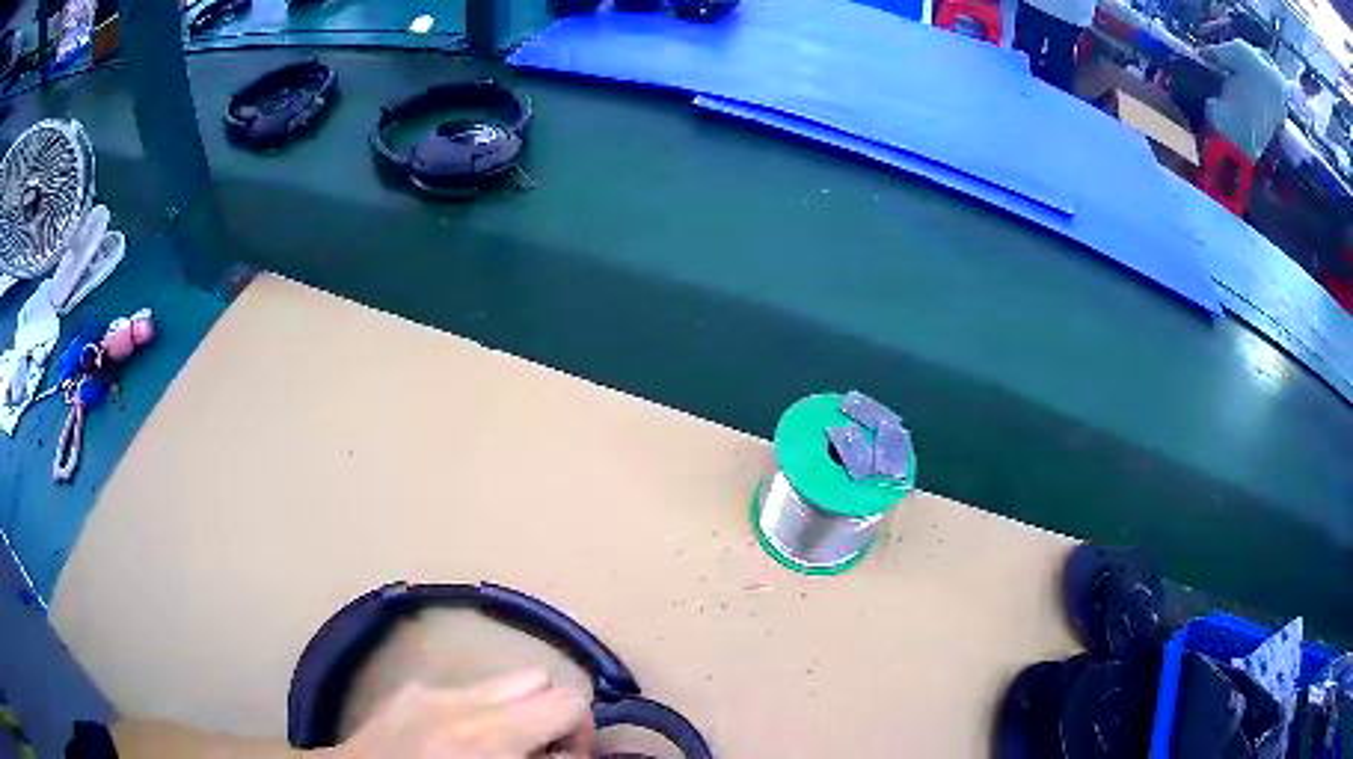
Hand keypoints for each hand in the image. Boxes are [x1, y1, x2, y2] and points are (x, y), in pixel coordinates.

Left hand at [329, 670, 593, 758]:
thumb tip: (569, 754)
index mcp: (490, 737)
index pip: (570, 702)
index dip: (583, 733)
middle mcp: (462, 703)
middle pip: (539, 680)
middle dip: (550, 716)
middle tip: (538, 752)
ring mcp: (430, 691)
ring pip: (501, 680)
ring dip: (515, 710)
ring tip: (499, 745)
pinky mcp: (408, 692)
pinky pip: (462, 690)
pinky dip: (476, 711)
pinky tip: (456, 741)